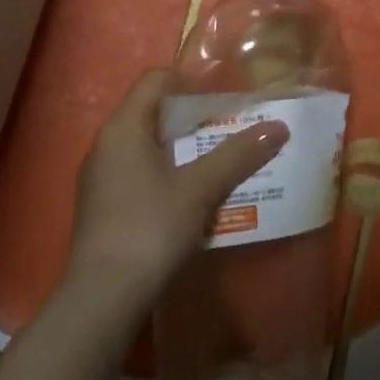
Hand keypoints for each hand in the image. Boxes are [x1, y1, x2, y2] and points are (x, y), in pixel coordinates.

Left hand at [64, 69, 289, 321]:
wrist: (101, 300)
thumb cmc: (149, 229)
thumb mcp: (199, 189)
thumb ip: (237, 155)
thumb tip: (279, 127)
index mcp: (123, 126)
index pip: (155, 79)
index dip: (190, 79)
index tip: (224, 93)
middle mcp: (106, 144)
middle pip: (153, 112)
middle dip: (194, 118)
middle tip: (231, 127)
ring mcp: (100, 178)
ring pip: (147, 146)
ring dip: (183, 150)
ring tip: (221, 160)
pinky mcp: (102, 207)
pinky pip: (139, 174)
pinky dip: (167, 174)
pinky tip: (193, 197)